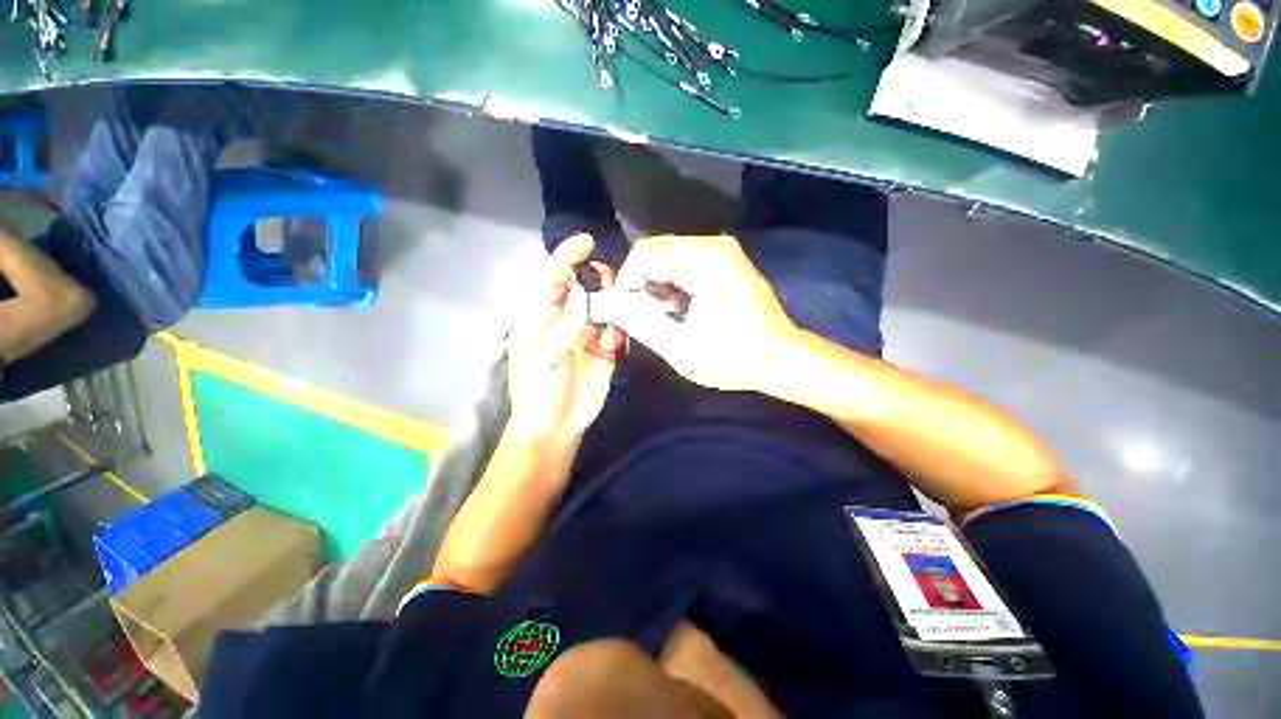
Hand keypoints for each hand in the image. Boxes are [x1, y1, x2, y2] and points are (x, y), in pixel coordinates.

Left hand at [506, 234, 624, 441]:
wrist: (557, 428)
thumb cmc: (538, 392)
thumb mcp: (544, 357)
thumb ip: (564, 326)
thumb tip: (583, 297)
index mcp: (543, 316)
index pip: (554, 278)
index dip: (567, 257)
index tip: (586, 242)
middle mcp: (566, 319)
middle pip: (585, 286)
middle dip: (599, 284)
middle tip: (611, 295)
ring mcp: (587, 334)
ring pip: (606, 306)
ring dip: (613, 311)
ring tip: (609, 335)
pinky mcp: (606, 350)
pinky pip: (618, 330)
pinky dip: (619, 333)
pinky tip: (613, 349)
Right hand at [598, 234, 798, 391]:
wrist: (782, 358)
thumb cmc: (735, 359)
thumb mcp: (682, 349)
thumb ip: (641, 323)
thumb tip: (605, 304)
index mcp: (707, 261)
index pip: (644, 255)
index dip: (625, 284)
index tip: (624, 316)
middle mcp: (713, 245)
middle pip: (654, 251)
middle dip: (637, 285)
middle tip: (638, 320)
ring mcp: (720, 250)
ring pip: (664, 257)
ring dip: (652, 286)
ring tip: (658, 318)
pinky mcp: (722, 260)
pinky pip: (680, 263)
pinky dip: (668, 285)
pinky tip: (675, 311)